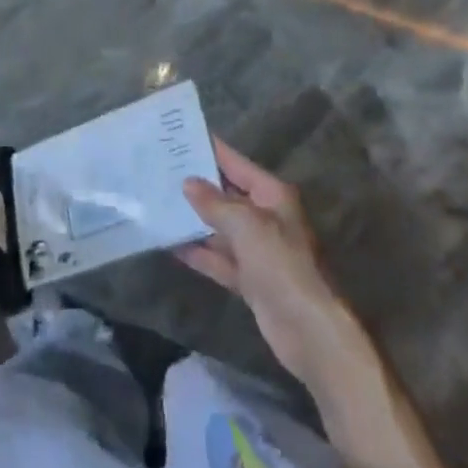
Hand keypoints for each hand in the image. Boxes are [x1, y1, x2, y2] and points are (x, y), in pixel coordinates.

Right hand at [176, 138, 360, 386]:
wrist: (308, 330)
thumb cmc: (281, 264)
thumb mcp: (246, 225)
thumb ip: (214, 203)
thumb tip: (188, 183)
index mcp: (272, 195)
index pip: (237, 164)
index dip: (212, 150)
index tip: (182, 138)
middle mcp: (266, 217)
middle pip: (227, 195)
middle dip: (198, 186)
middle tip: (161, 172)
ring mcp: (258, 250)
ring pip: (221, 228)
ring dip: (195, 221)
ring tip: (159, 205)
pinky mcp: (250, 279)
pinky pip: (220, 259)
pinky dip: (200, 253)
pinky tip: (172, 246)